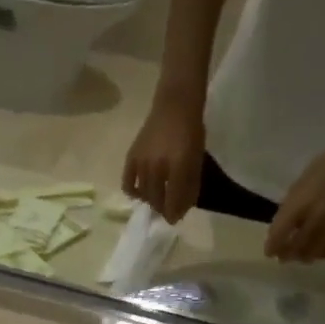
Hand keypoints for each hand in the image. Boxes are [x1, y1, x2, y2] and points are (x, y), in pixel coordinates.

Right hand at [123, 94, 205, 223]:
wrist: (174, 104)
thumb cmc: (191, 131)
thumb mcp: (196, 159)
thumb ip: (190, 185)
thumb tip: (182, 209)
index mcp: (178, 167)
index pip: (173, 200)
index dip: (175, 213)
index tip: (175, 219)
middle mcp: (157, 167)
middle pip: (156, 200)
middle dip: (163, 209)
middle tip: (167, 209)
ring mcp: (142, 162)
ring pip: (143, 194)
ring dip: (150, 201)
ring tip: (156, 199)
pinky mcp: (131, 157)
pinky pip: (127, 183)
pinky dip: (132, 192)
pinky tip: (139, 193)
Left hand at [265, 118, 324, 262]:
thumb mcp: (299, 184)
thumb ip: (290, 208)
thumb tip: (281, 229)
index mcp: (299, 204)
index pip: (279, 234)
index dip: (272, 247)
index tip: (269, 253)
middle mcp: (316, 216)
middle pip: (297, 247)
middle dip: (287, 255)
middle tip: (284, 258)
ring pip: (316, 252)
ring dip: (305, 257)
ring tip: (302, 256)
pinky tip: (321, 251)